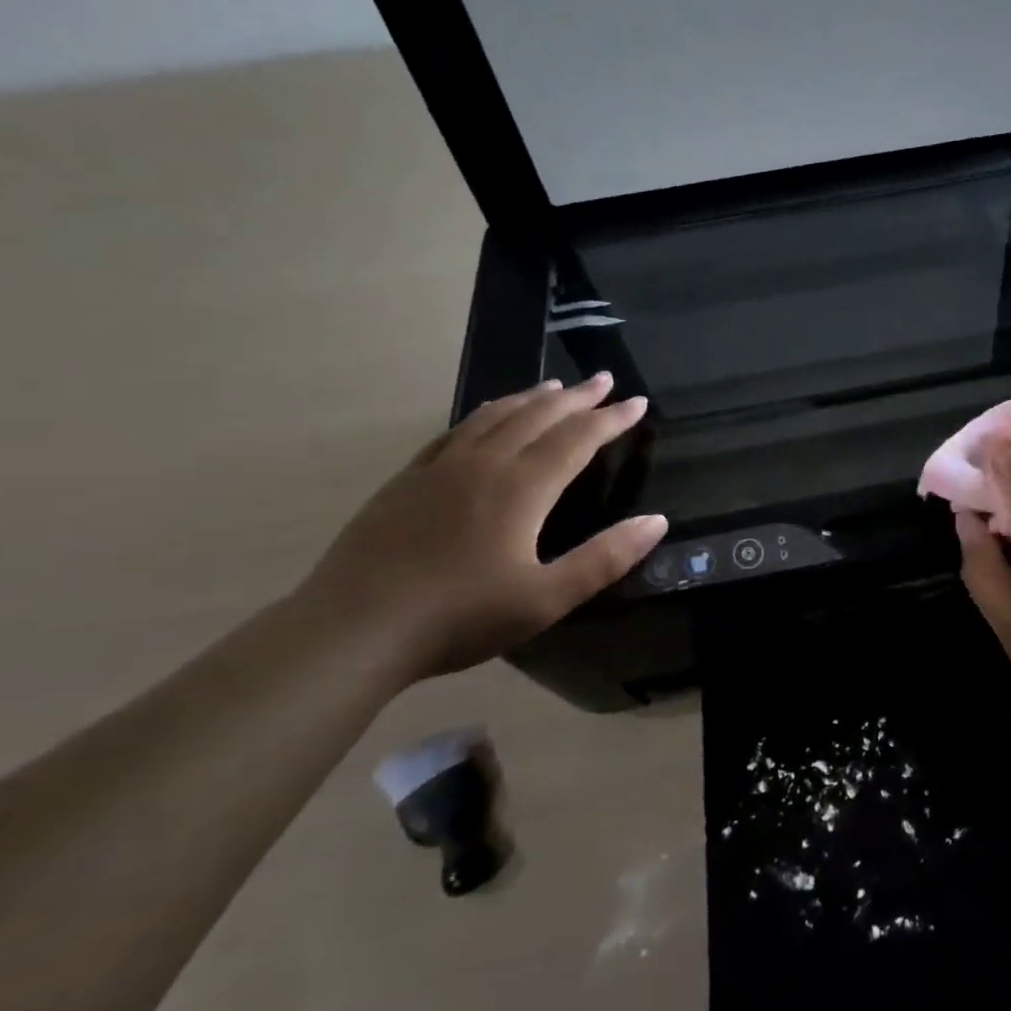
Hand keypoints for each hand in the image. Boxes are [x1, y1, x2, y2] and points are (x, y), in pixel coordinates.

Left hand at [296, 373, 666, 685]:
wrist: (353, 630)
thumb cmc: (460, 617)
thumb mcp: (547, 599)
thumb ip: (605, 558)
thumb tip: (657, 521)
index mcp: (521, 488)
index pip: (578, 439)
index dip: (611, 419)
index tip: (637, 402)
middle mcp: (484, 464)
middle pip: (538, 417)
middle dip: (577, 398)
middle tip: (605, 381)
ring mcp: (440, 468)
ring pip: (495, 416)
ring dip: (531, 398)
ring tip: (554, 387)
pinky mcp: (407, 481)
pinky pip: (455, 432)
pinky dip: (485, 415)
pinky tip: (487, 418)